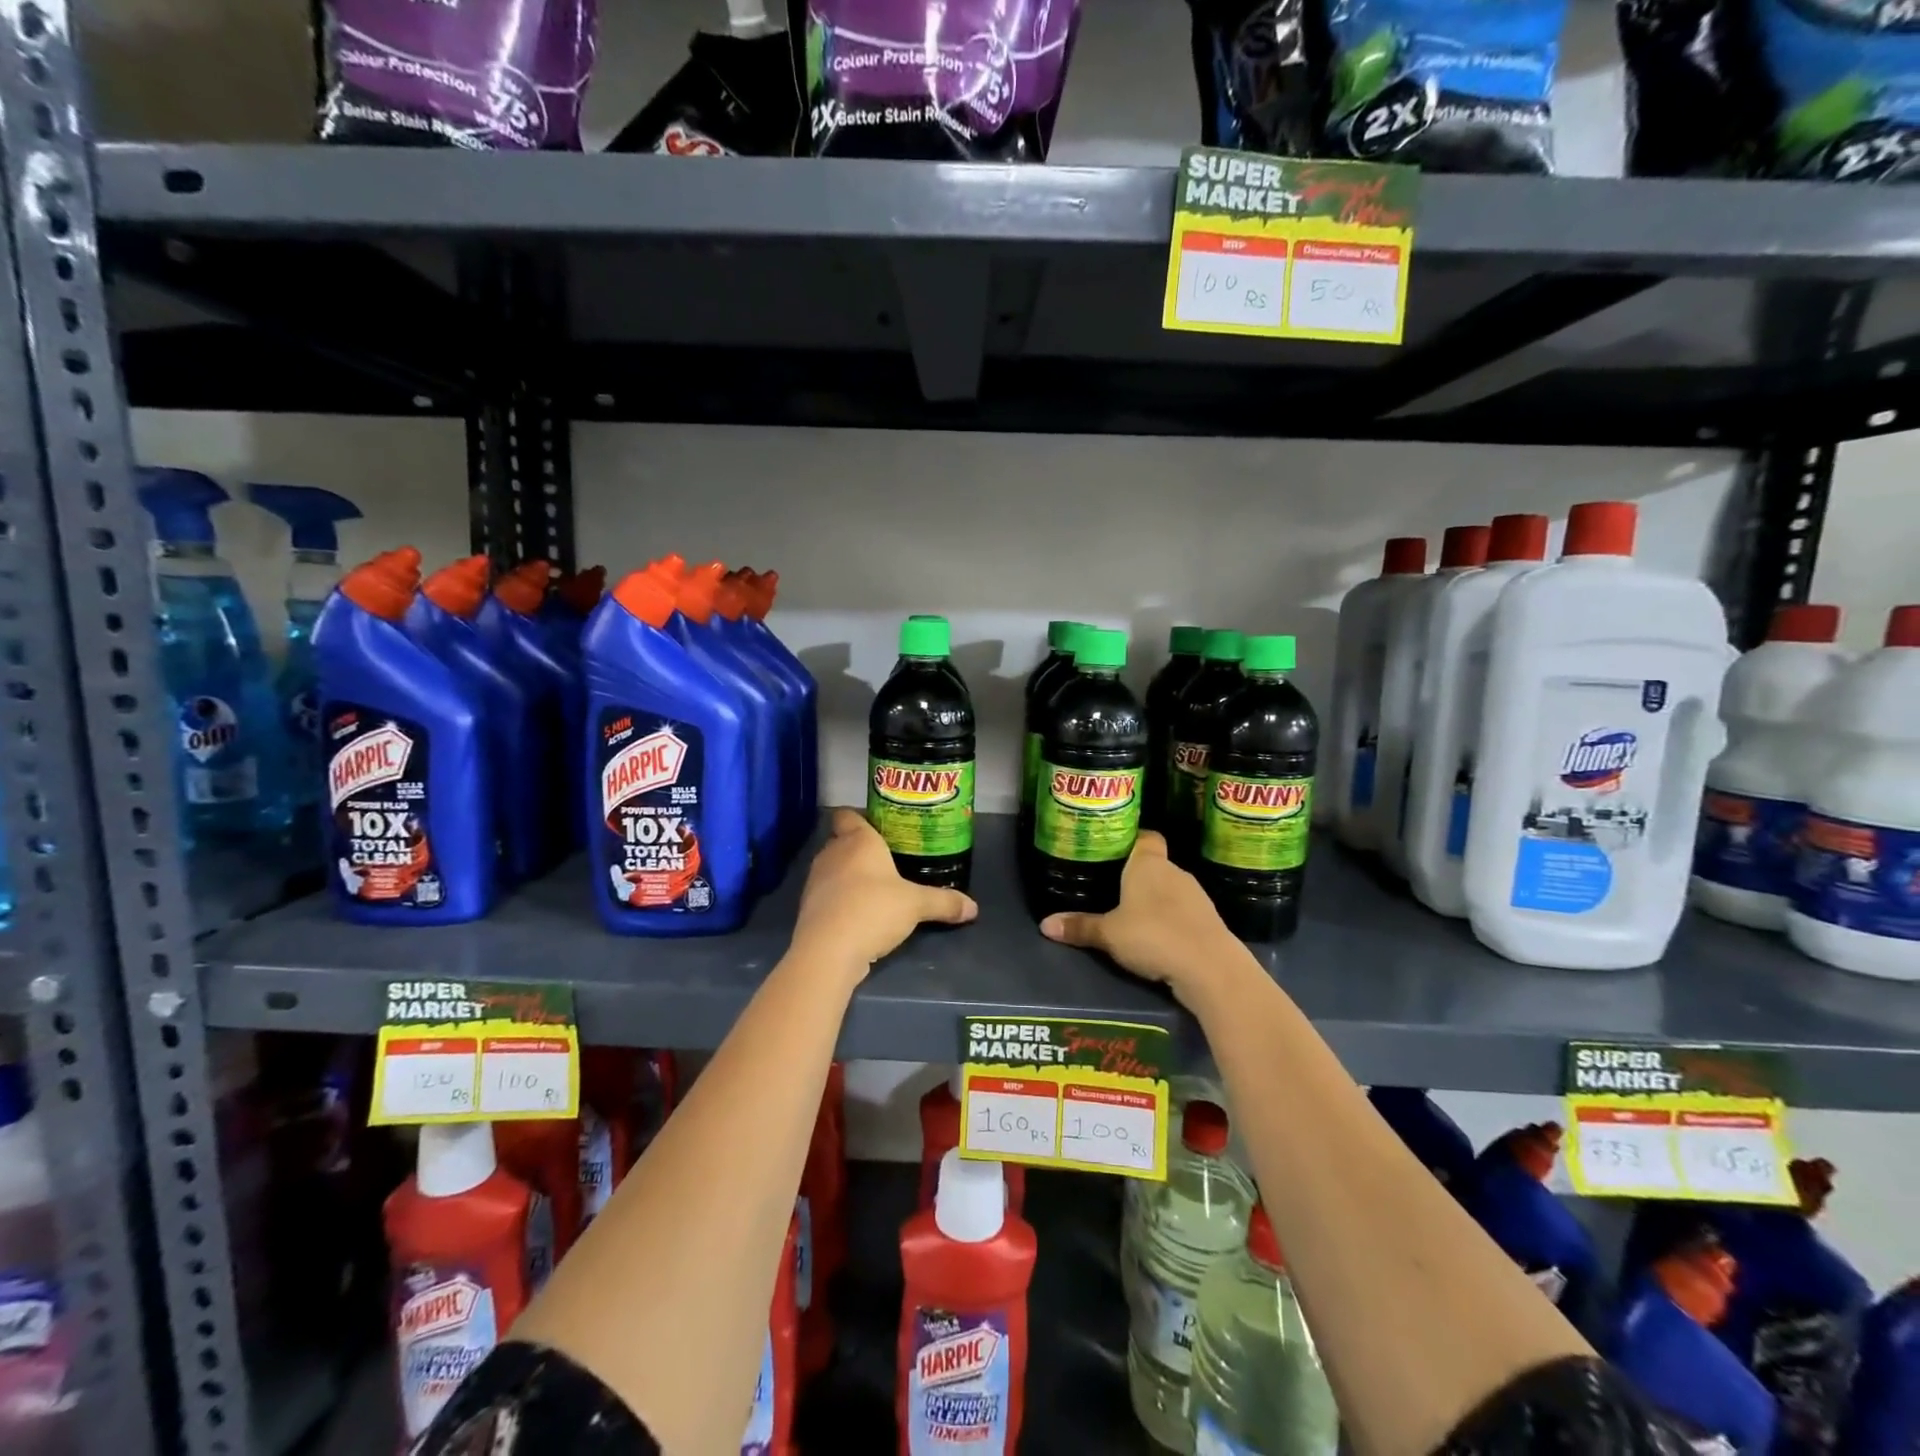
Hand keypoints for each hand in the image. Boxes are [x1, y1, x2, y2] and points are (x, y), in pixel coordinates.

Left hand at [791, 809, 977, 972]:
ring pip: (833, 868)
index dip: (860, 817)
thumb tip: (973, 908)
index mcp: (858, 840)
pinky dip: (840, 899)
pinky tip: (860, 914)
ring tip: (876, 888)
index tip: (879, 826)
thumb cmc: (873, 910)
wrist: (828, 951)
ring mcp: (816, 880)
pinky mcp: (809, 907)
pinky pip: (828, 894)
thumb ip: (944, 902)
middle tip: (887, 860)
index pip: (847, 814)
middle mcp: (832, 853)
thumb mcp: (916, 905)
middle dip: (860, 849)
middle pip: (841, 841)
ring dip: (849, 876)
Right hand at [1039, 832, 1239, 1002]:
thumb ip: (1079, 927)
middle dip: (1137, 876)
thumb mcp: (1109, 934)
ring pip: (1170, 889)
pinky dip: (1172, 920)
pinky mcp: (1210, 920)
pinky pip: (1184, 912)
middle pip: (1155, 865)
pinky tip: (1159, 937)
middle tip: (1112, 888)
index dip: (1132, 840)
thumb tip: (1044, 925)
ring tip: (1133, 916)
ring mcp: (1197, 895)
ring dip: (1156, 901)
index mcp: (1148, 864)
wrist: (1211, 968)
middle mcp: (1175, 872)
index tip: (1115, 850)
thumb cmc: (1154, 936)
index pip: (1146, 837)